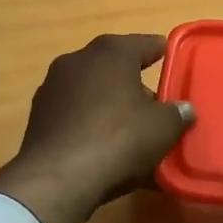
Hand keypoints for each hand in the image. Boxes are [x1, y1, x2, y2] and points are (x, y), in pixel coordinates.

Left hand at [0, 34, 194, 222]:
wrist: (56, 179)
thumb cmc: (117, 140)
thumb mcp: (162, 128)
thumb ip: (177, 114)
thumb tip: (184, 109)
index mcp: (111, 52)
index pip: (143, 44)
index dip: (160, 51)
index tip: (171, 57)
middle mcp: (78, 60)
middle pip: (113, 65)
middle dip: (133, 81)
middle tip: (153, 102)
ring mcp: (52, 87)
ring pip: (90, 89)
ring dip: (108, 102)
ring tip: (127, 127)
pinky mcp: (38, 116)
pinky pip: (73, 113)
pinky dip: (88, 121)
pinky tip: (100, 144)